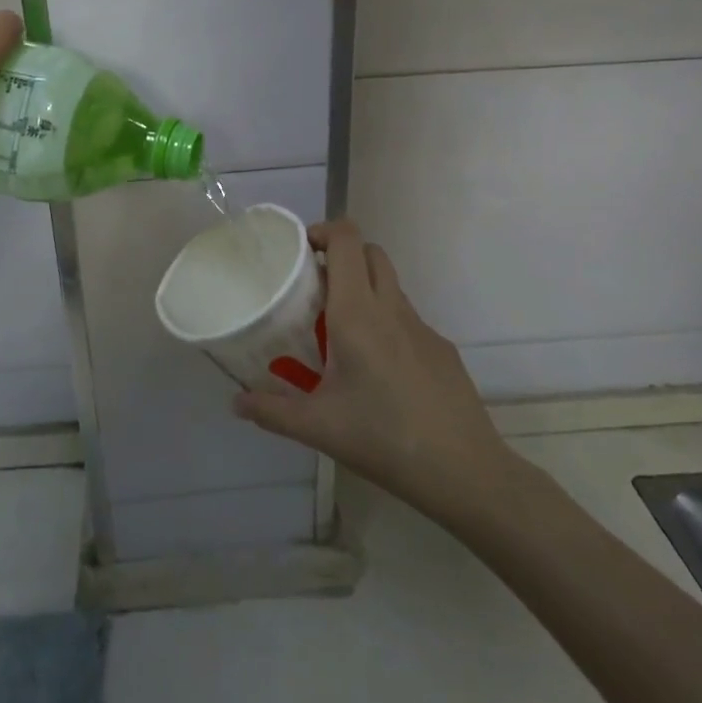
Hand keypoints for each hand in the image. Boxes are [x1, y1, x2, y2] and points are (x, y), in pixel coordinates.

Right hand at [233, 220, 521, 524]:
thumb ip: (271, 411)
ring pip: (390, 285)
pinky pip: (407, 319)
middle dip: (342, 256)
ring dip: (364, 289)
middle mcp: (391, 308)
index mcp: (357, 313)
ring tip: (340, 331)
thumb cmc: (383, 438)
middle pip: (370, 252)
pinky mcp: (442, 348)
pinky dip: (386, 323)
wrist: (464, 471)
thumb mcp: (318, 427)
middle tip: (315, 287)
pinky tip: (378, 370)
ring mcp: (422, 327)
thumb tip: (236, 403)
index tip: (300, 251)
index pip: (347, 240)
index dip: (323, 231)